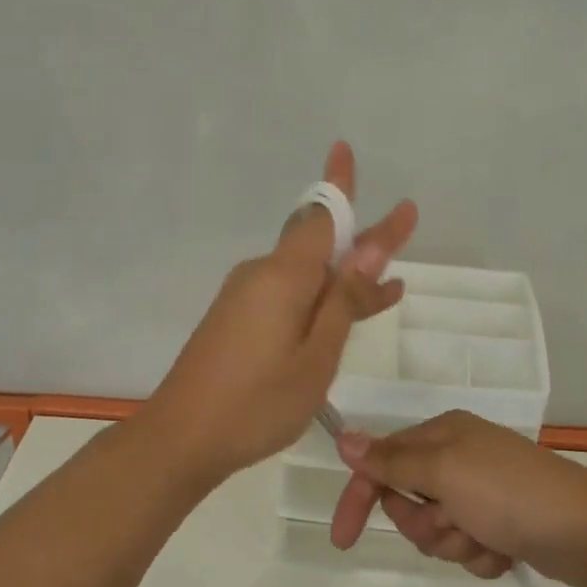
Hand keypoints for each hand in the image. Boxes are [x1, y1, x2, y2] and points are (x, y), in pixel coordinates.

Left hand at [142, 142, 417, 486]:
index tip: (343, 148)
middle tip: (404, 223)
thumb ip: (344, 301)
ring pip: (307, 275)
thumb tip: (370, 248)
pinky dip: (321, 301)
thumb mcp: (316, 355)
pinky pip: (289, 297)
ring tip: (392, 284)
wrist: (181, 439)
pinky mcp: (238, 320)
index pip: (321, 216)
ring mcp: (246, 298)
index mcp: (282, 276)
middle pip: (318, 243)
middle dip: (362, 237)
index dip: (340, 184)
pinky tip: (346, 316)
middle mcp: (262, 275)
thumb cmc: (256, 402)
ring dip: (346, 277)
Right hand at [329, 411, 586, 586]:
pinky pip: (468, 548)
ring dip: (455, 544)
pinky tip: (505, 553)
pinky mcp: (502, 525)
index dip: (361, 498)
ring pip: (437, 531)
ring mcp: (482, 493)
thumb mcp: (443, 470)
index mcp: (443, 435)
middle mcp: (459, 458)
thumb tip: (344, 439)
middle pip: (408, 501)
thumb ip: (391, 459)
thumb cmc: (509, 493)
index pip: (382, 463)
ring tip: (485, 539)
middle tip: (452, 523)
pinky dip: (481, 556)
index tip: (344, 539)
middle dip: (425, 524)